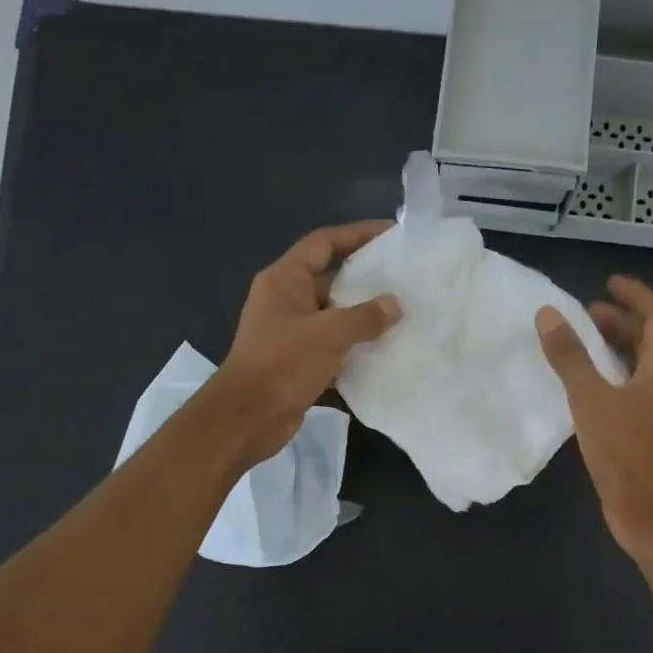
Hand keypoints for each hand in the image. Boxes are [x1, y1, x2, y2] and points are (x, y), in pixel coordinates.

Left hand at [211, 220, 401, 463]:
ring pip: (333, 320)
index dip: (357, 234)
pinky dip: (353, 354)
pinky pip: (331, 352)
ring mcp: (289, 335)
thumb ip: (365, 317)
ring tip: (402, 320)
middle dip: (366, 282)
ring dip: (362, 322)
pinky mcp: (296, 366)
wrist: (246, 418)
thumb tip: (394, 304)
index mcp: (284, 280)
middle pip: (331, 281)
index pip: (323, 243)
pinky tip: (383, 358)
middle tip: (405, 283)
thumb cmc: (283, 364)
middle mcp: (285, 302)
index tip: (391, 234)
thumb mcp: (328, 334)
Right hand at [536, 276, 652, 558]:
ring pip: (639, 366)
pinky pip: (628, 389)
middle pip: (650, 340)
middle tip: (585, 315)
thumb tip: (549, 315)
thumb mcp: (591, 399)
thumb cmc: (624, 451)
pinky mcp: (644, 430)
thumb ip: (570, 357)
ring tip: (580, 344)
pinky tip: (583, 386)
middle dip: (621, 321)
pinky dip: (608, 376)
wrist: (647, 510)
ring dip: (614, 349)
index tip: (608, 282)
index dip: (636, 296)